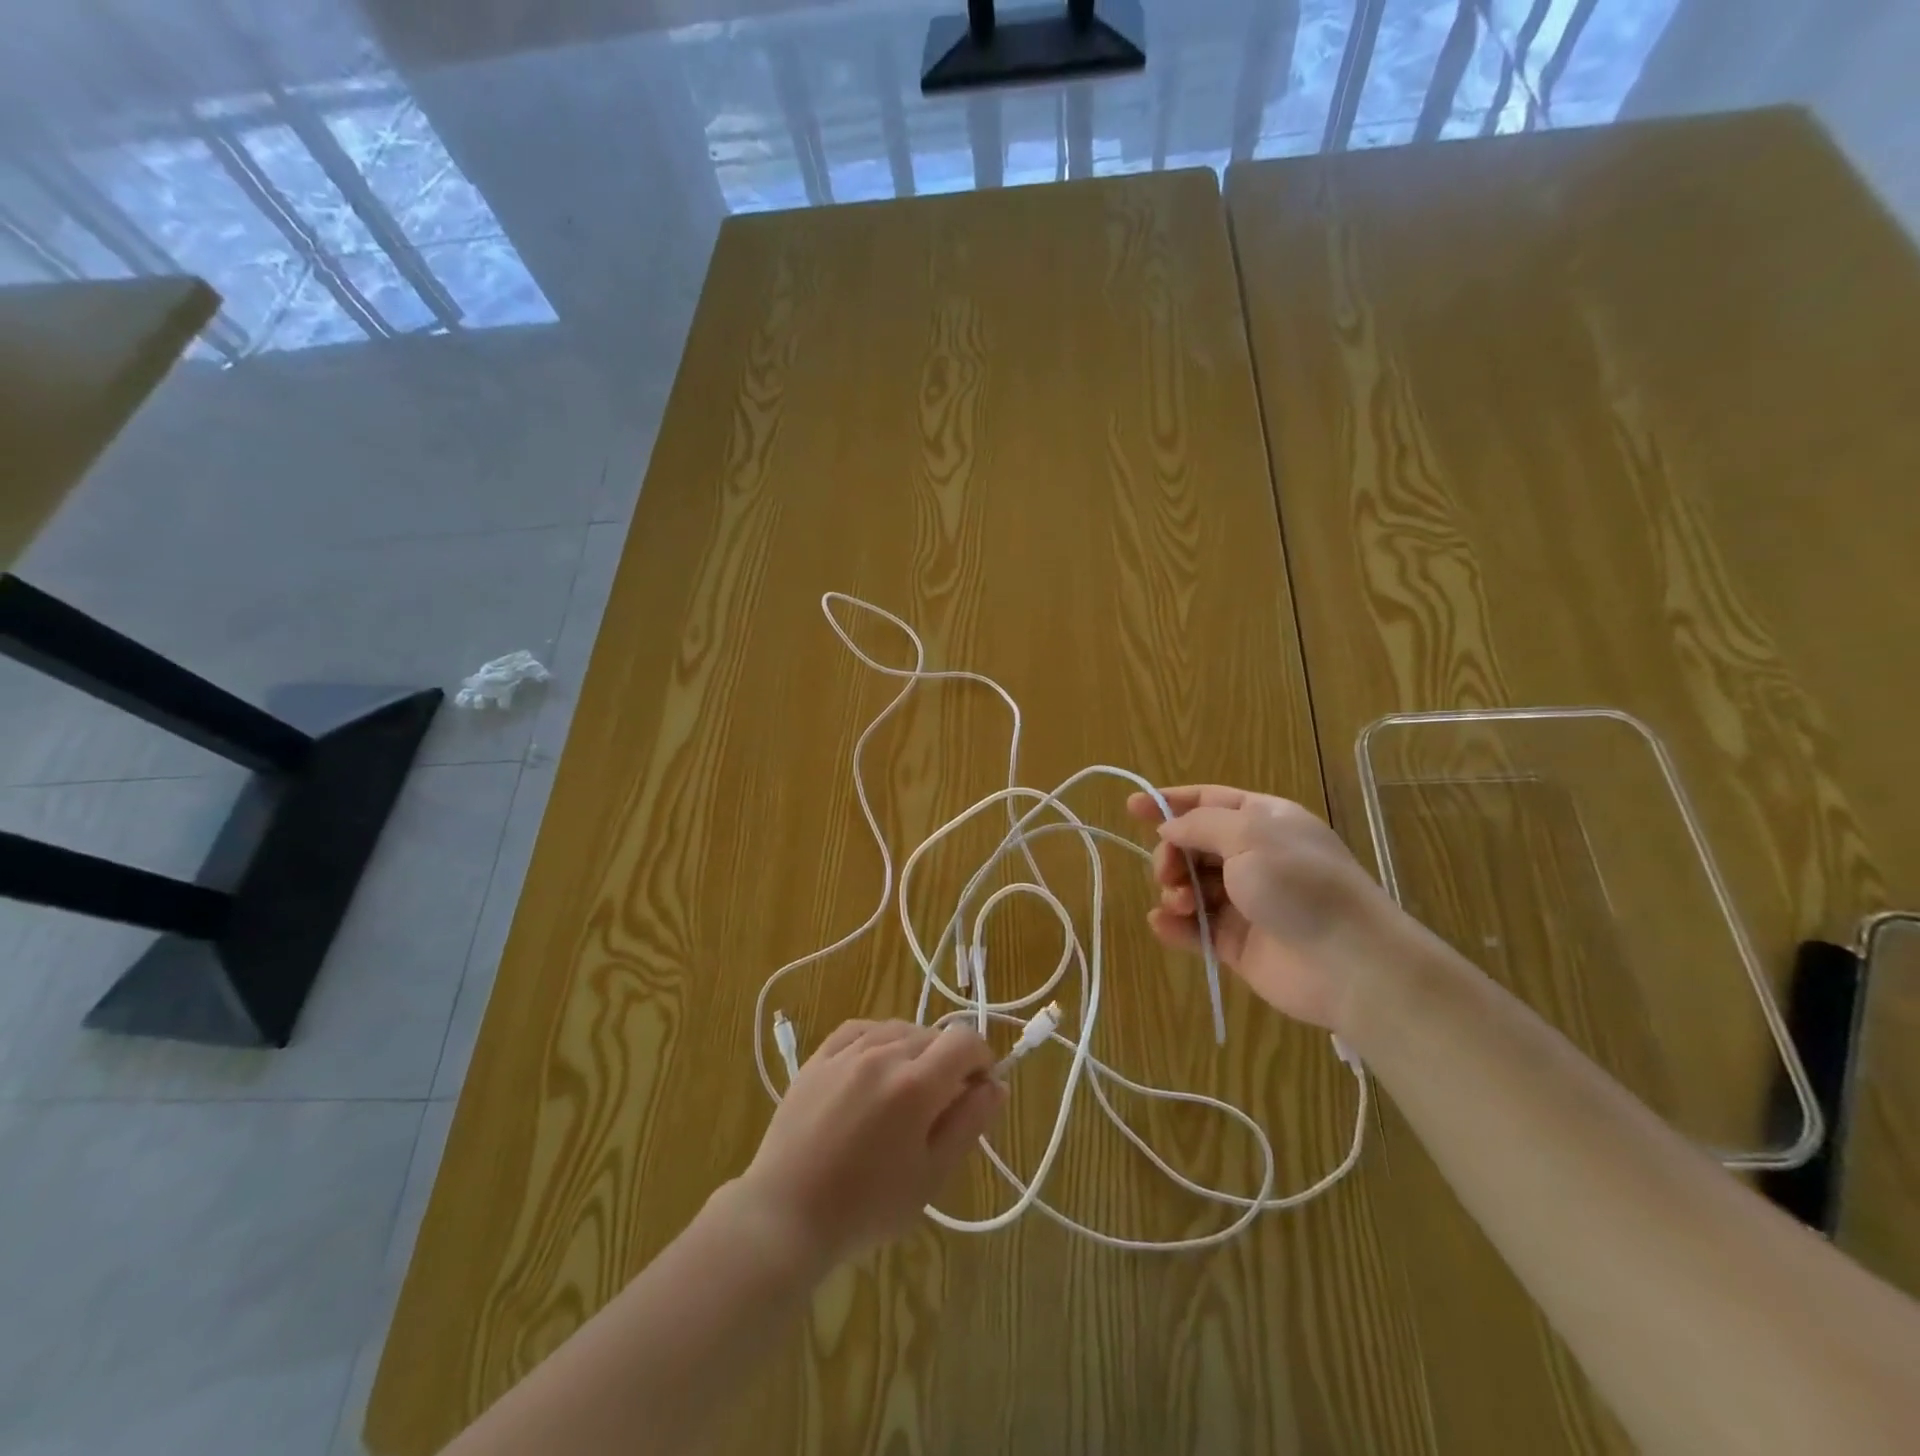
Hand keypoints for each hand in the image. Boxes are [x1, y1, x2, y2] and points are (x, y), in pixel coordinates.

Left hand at [734, 1020, 1005, 1268]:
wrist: (786, 1216)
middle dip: (949, 1061)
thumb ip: (969, 1124)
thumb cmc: (867, 1207)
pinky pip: (861, 1029)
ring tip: (905, 1091)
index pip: (965, 1041)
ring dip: (915, 1050)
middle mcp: (884, 1053)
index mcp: (916, 1084)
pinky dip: (879, 1039)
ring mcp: (847, 1051)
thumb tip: (997, 1085)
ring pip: (899, 1029)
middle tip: (940, 1106)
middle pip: (934, 1035)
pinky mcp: (819, 1057)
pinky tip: (876, 1064)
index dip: (981, 1060)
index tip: (977, 1091)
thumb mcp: (932, 1176)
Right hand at [1126, 785, 1405, 1032]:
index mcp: (1263, 820)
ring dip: (1175, 891)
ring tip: (1183, 905)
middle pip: (1193, 845)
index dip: (1169, 802)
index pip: (1208, 801)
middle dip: (1171, 855)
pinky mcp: (1237, 943)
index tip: (1131, 808)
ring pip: (1191, 887)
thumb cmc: (1299, 884)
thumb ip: (1200, 825)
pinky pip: (1196, 929)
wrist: (1349, 963)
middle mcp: (1254, 856)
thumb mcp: (1249, 835)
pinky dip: (1176, 926)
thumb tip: (1169, 828)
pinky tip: (1164, 925)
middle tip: (1168, 873)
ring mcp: (1246, 901)